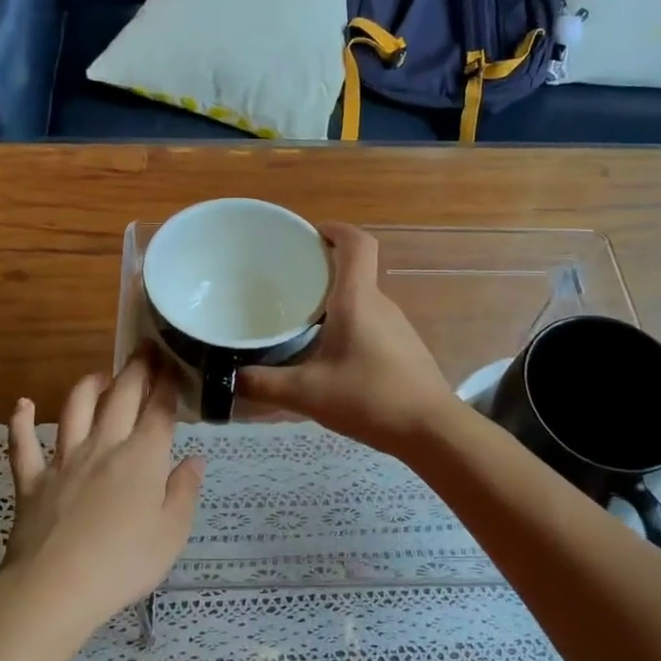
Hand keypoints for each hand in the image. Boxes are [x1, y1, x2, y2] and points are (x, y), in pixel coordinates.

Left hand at [2, 356, 204, 633]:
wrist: (55, 588)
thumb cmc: (124, 563)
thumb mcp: (172, 533)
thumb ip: (184, 491)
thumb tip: (195, 459)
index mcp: (142, 458)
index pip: (160, 411)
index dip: (169, 385)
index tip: (174, 364)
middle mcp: (104, 447)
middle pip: (121, 398)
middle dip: (136, 370)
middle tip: (144, 350)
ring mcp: (64, 461)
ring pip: (74, 409)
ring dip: (87, 386)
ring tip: (99, 375)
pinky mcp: (31, 481)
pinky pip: (22, 445)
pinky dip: (21, 422)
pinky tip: (23, 404)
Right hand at [239, 223, 455, 454]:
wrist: (431, 430)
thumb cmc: (370, 399)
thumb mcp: (307, 394)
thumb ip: (263, 385)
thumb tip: (229, 379)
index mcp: (358, 300)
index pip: (356, 244)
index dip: (335, 230)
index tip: (309, 234)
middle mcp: (380, 305)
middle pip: (354, 272)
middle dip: (321, 271)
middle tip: (286, 285)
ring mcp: (396, 327)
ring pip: (361, 301)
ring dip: (333, 303)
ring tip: (299, 321)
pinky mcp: (402, 349)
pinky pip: (369, 324)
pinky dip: (346, 327)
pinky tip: (327, 357)